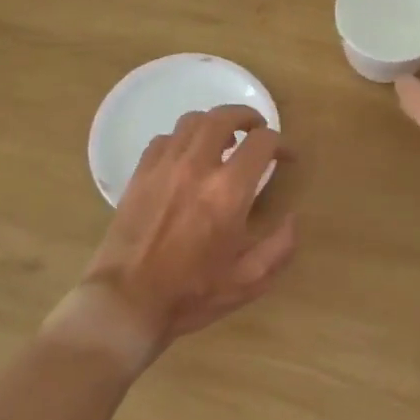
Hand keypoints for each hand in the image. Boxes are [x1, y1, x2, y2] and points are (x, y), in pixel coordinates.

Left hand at [56, 106, 296, 367]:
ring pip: (192, 121)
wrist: (126, 302)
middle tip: (257, 130)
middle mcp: (196, 167)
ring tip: (224, 140)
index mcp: (228, 191)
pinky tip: (188, 158)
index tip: (286, 158)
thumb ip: (280, 247)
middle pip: (224, 117)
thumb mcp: (248, 281)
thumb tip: (293, 218)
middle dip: (247, 117)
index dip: (281, 144)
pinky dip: (183, 139)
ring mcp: (164, 166)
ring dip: (214, 123)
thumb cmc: (191, 294)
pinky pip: (165, 138)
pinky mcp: (140, 174)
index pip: (261, 142)